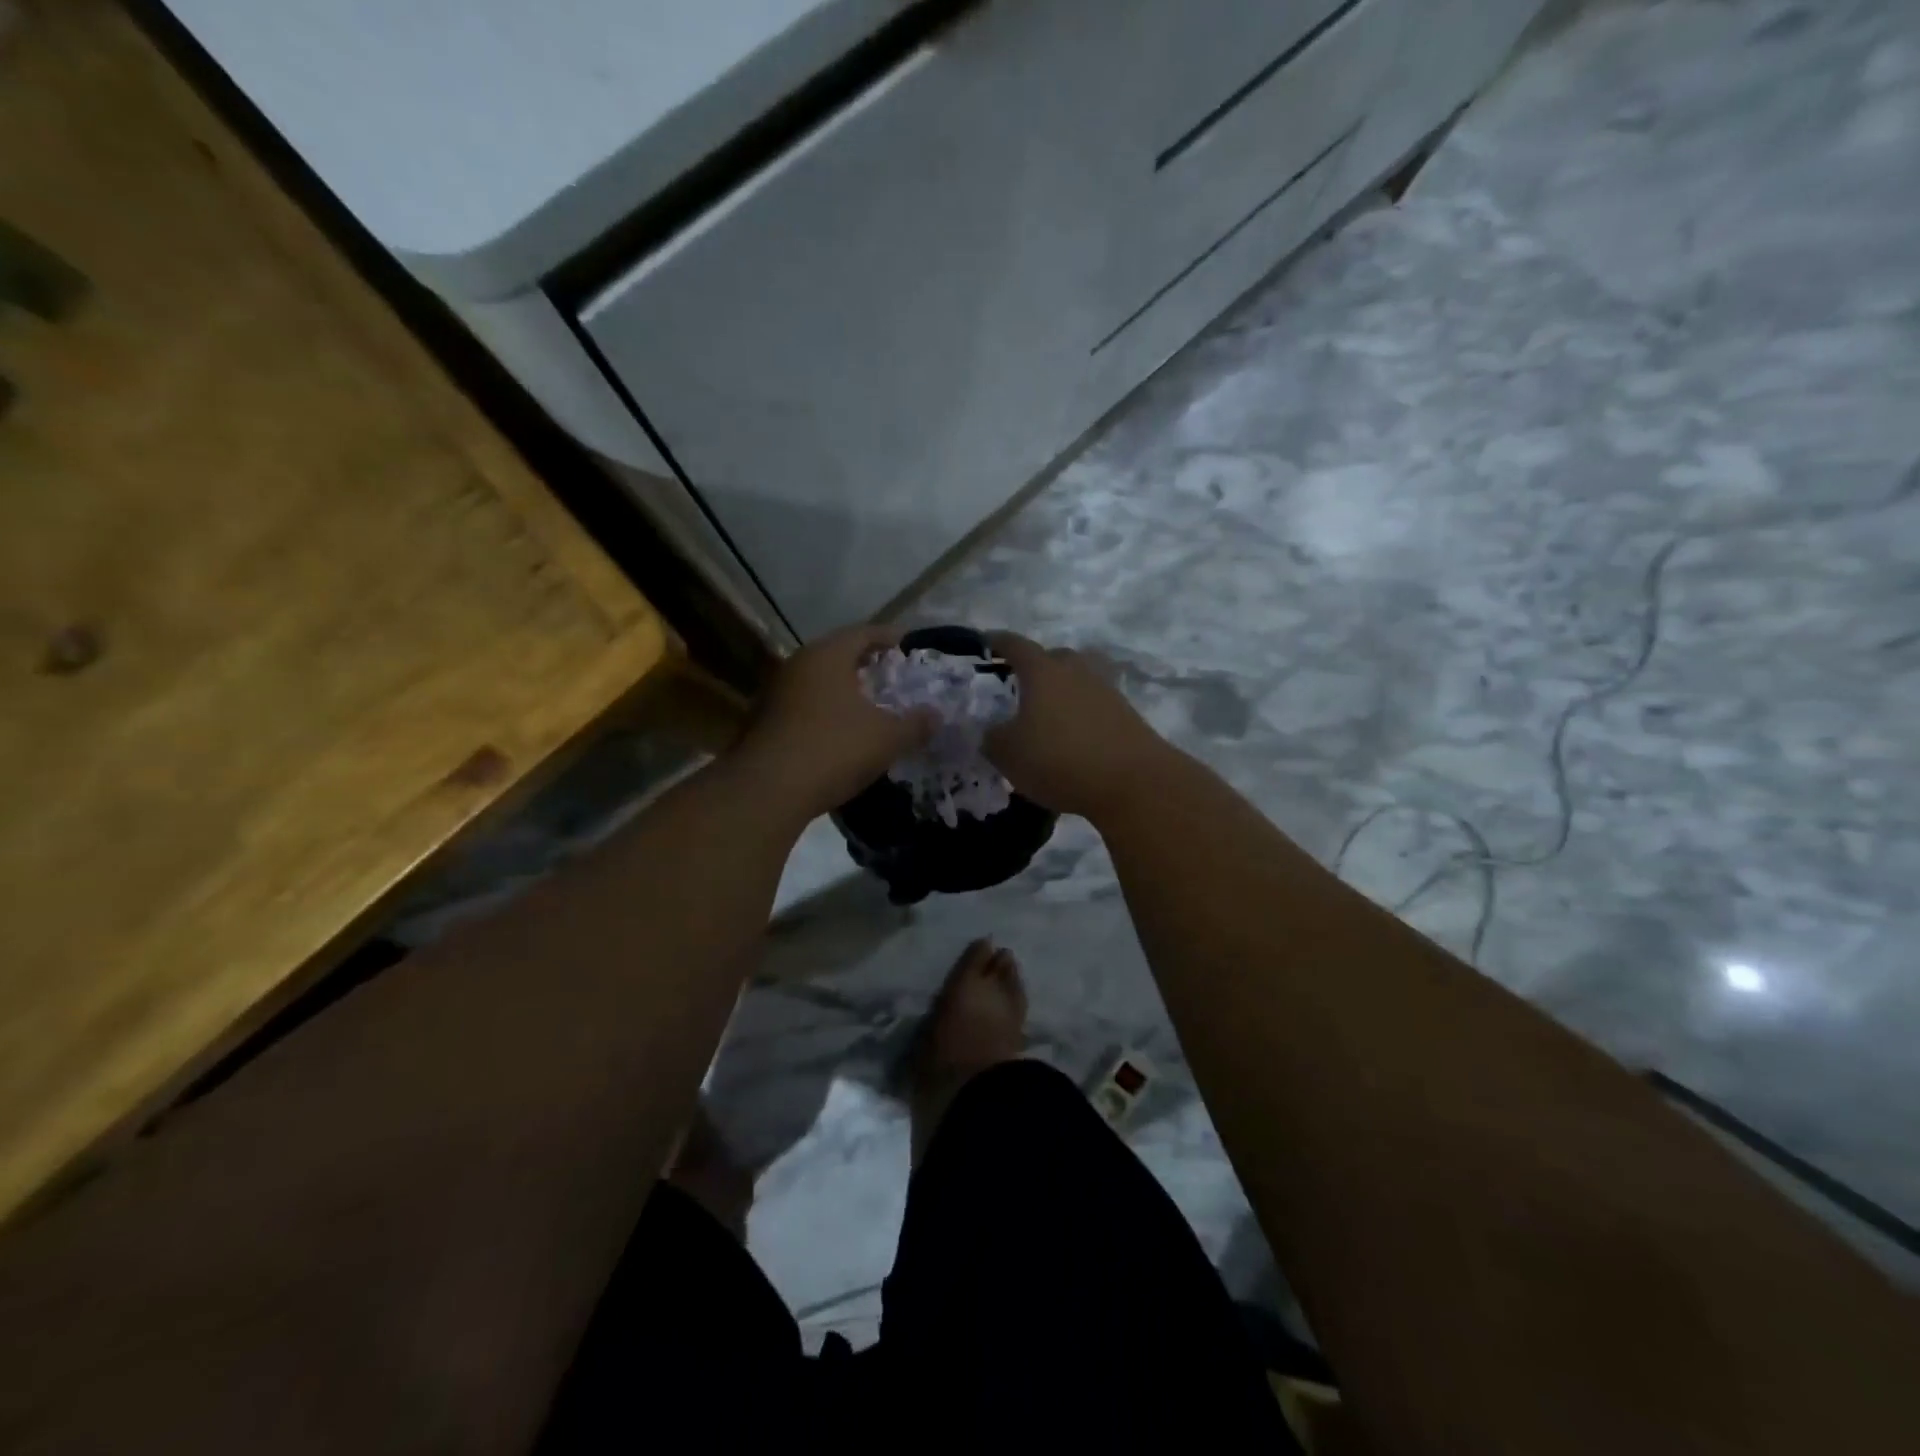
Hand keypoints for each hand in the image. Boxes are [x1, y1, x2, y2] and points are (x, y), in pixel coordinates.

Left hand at [733, 624, 934, 820]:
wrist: (768, 790)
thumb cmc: (834, 749)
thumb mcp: (887, 738)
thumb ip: (915, 724)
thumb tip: (936, 715)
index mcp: (828, 655)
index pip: (864, 632)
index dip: (890, 637)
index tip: (909, 646)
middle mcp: (798, 664)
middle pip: (838, 654)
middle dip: (867, 664)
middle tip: (892, 675)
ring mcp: (776, 692)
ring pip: (819, 681)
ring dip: (844, 689)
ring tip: (870, 705)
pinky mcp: (765, 721)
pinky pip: (805, 705)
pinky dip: (826, 711)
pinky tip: (841, 732)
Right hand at [984, 632, 1173, 819]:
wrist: (1133, 782)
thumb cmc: (1059, 759)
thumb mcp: (1008, 754)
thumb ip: (992, 738)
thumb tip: (992, 731)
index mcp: (1043, 671)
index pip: (1016, 645)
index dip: (998, 642)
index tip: (986, 641)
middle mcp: (1076, 671)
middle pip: (1054, 657)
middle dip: (1036, 666)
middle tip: (1020, 684)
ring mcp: (1106, 691)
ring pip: (1078, 679)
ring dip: (1062, 690)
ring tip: (1047, 712)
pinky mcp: (1126, 715)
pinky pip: (1095, 704)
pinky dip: (1081, 713)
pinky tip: (1072, 735)